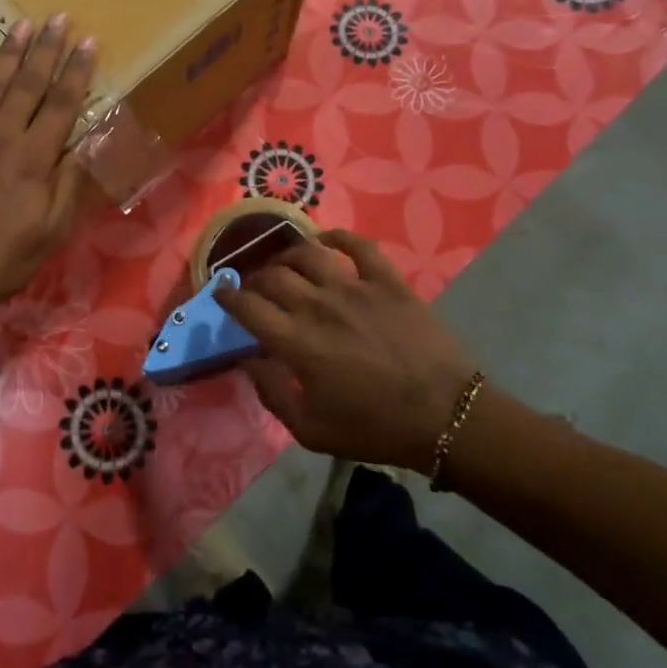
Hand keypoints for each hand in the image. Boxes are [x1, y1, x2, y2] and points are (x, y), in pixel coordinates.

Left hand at [0, 14, 95, 328]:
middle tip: (58, 17)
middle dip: (46, 49)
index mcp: (33, 159)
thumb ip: (68, 185)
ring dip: (6, 53)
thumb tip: (86, 144)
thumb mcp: (49, 234)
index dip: (78, 71)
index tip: (88, 41)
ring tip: (21, 26)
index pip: (62, 104)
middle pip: (27, 83)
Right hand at [215, 230, 480, 472]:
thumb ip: (272, 393)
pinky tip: (325, 240)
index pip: (248, 307)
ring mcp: (354, 287)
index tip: (221, 293)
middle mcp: (318, 306)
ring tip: (284, 264)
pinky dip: (337, 236)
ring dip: (287, 255)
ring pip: (307, 254)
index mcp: (297, 342)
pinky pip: (358, 245)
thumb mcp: (311, 431)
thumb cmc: (375, 428)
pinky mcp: (387, 281)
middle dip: (254, 279)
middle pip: (272, 276)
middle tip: (255, 288)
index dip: (228, 297)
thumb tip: (249, 360)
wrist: (445, 416)